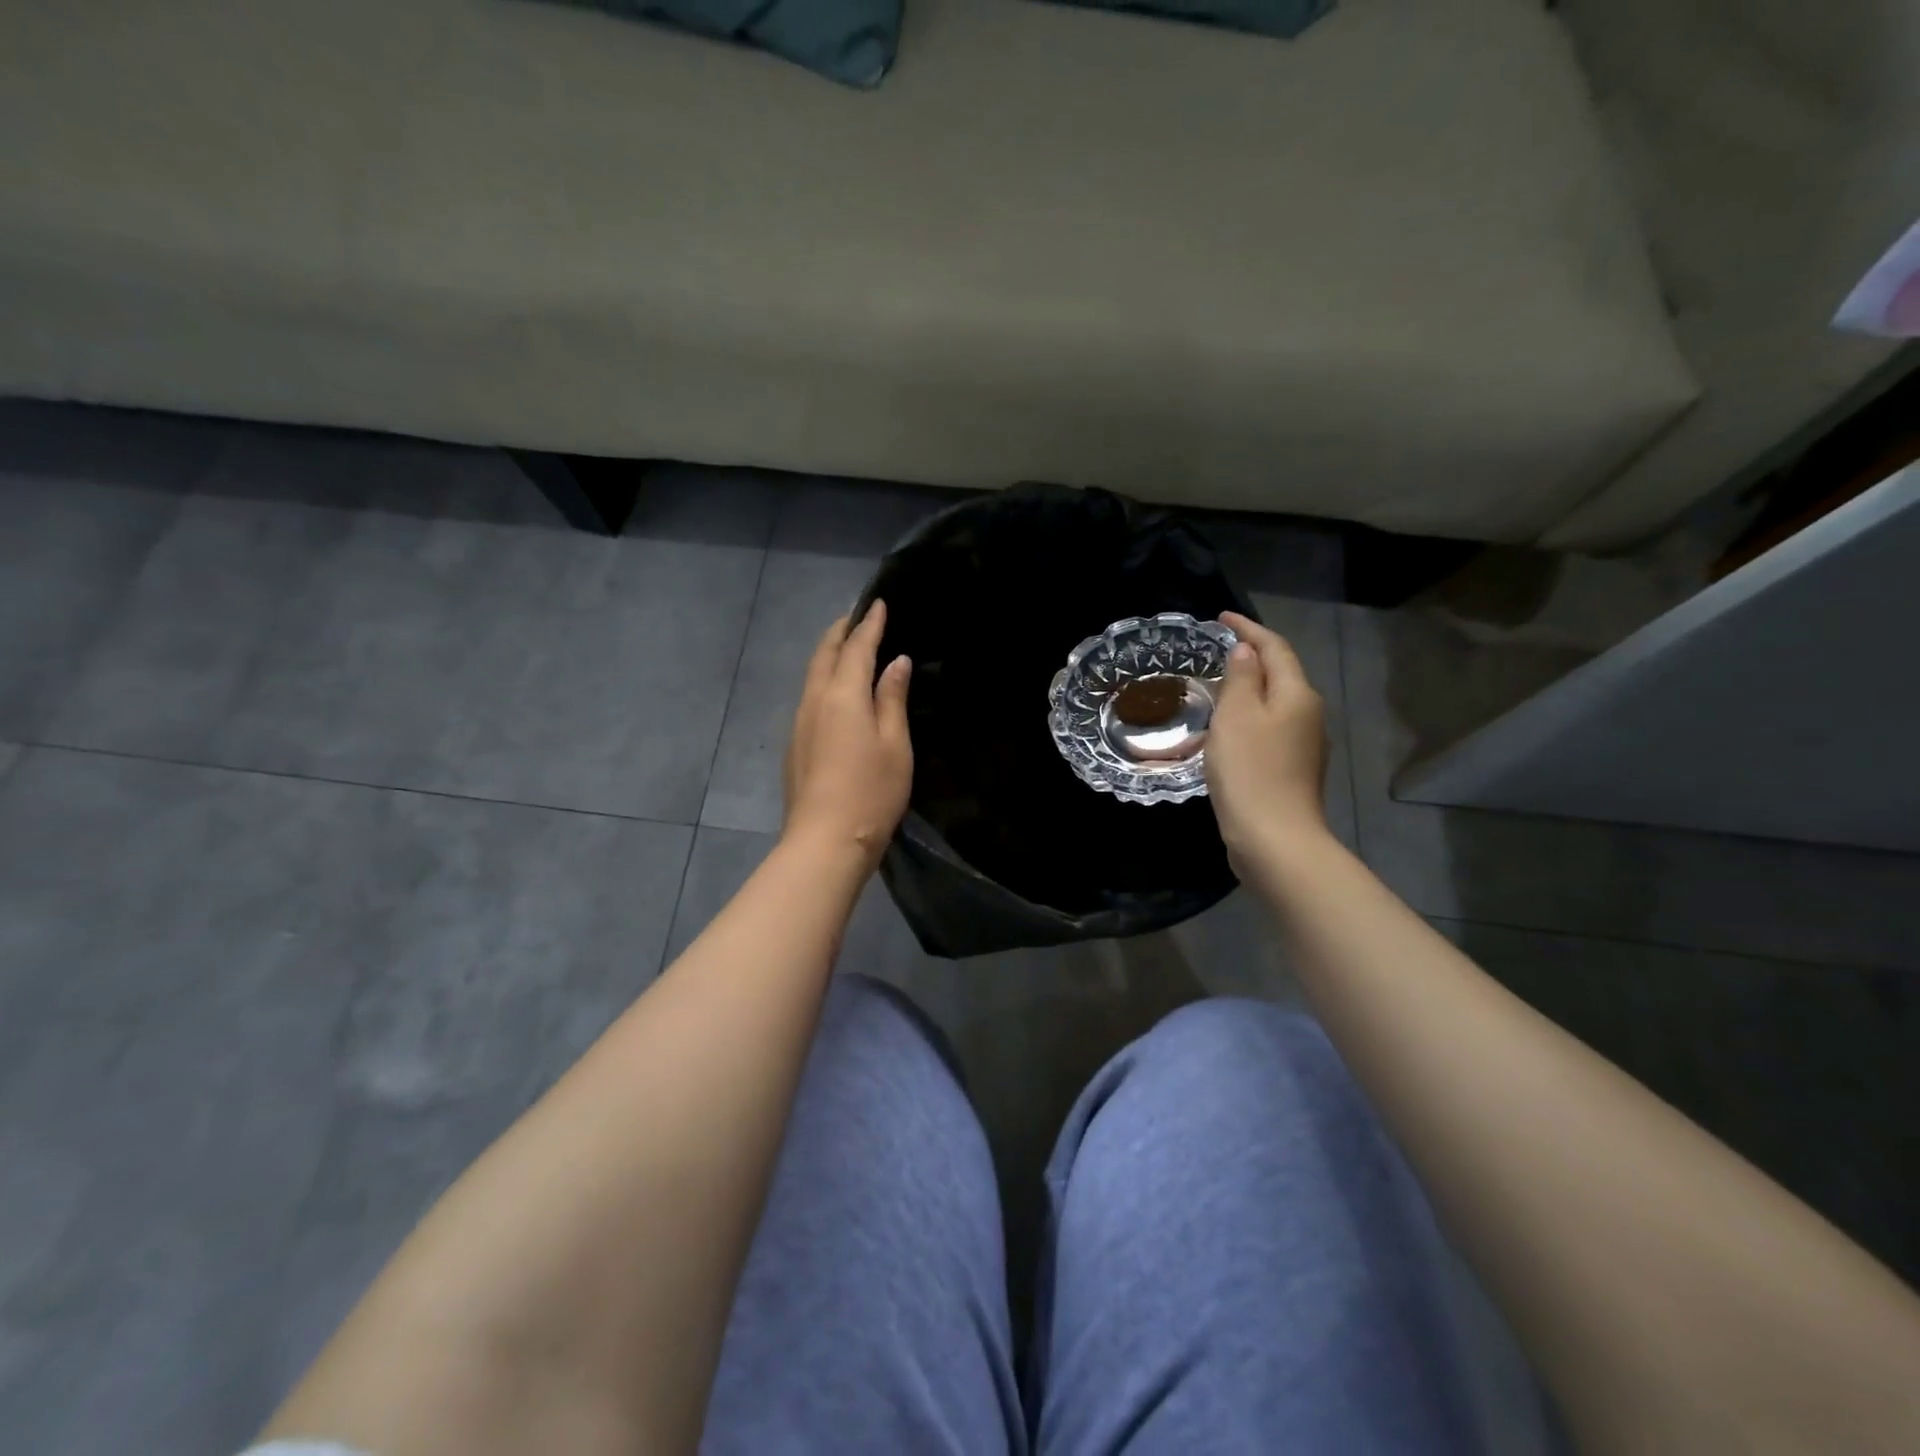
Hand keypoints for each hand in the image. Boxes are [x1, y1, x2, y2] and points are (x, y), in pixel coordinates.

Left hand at [783, 600, 913, 869]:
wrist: (825, 841)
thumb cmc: (871, 792)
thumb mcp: (895, 744)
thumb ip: (892, 699)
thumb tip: (895, 662)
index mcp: (842, 695)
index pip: (856, 647)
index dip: (869, 624)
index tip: (878, 603)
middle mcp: (814, 700)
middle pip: (824, 654)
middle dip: (841, 632)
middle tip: (857, 617)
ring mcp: (799, 723)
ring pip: (812, 675)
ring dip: (829, 654)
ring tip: (846, 646)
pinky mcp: (794, 744)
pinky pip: (809, 696)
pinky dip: (823, 679)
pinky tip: (834, 690)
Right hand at [1205, 610, 1329, 861]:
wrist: (1274, 838)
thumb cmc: (1250, 770)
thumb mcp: (1237, 716)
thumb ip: (1242, 678)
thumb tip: (1247, 652)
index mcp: (1298, 694)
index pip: (1275, 648)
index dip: (1248, 629)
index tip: (1221, 617)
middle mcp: (1309, 714)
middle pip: (1281, 674)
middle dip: (1252, 657)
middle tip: (1216, 649)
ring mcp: (1304, 745)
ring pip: (1275, 703)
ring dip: (1249, 689)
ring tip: (1217, 685)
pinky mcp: (1292, 769)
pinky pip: (1269, 729)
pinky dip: (1249, 718)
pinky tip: (1228, 729)